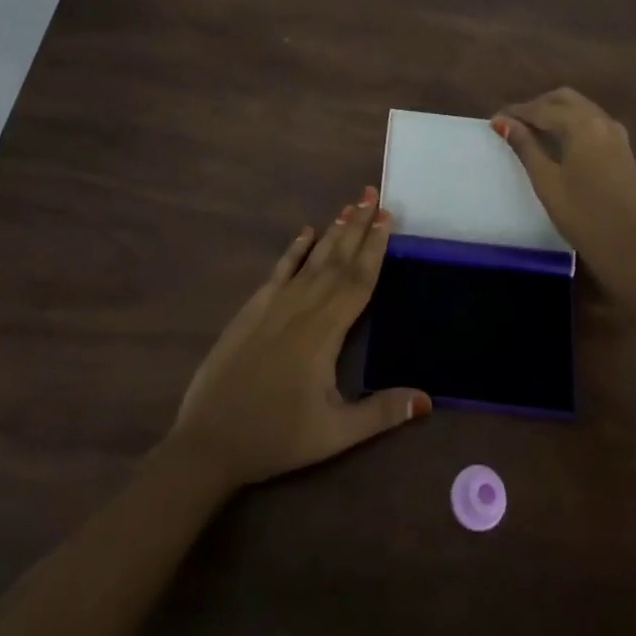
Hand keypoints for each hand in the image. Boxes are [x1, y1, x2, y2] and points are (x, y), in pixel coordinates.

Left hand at [169, 188, 429, 490]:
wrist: (208, 441)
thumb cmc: (276, 438)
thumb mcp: (334, 434)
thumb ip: (381, 413)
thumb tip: (427, 400)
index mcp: (325, 332)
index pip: (357, 280)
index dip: (375, 247)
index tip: (387, 216)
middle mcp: (302, 307)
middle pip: (337, 260)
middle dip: (357, 226)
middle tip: (373, 194)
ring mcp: (274, 305)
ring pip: (311, 260)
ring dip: (332, 232)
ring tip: (349, 205)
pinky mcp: (252, 310)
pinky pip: (279, 271)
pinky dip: (294, 249)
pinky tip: (305, 231)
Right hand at [492, 87, 635, 285]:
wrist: (630, 251)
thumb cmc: (583, 216)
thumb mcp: (546, 181)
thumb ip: (525, 146)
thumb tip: (504, 122)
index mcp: (583, 124)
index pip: (542, 109)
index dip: (516, 113)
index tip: (495, 120)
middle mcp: (602, 120)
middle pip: (564, 99)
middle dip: (537, 106)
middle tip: (514, 123)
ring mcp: (617, 135)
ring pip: (581, 109)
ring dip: (556, 112)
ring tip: (532, 132)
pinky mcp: (624, 150)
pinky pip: (593, 123)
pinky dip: (573, 123)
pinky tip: (560, 142)